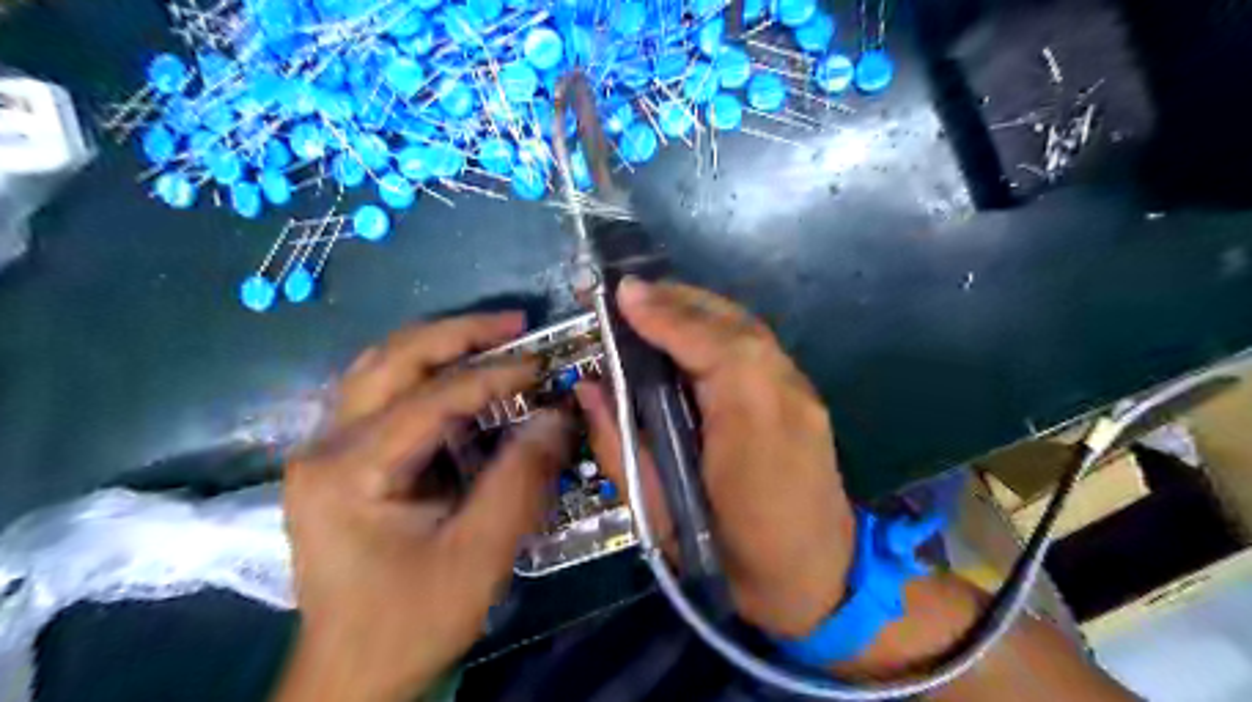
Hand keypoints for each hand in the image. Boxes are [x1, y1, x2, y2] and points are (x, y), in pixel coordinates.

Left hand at [278, 313, 571, 701]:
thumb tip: (557, 414)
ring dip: (439, 346)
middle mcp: (324, 445)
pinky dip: (426, 376)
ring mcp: (324, 450)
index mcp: (349, 469)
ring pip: (381, 368)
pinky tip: (462, 377)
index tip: (545, 363)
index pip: (433, 397)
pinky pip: (382, 396)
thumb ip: (520, 478)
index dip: (495, 374)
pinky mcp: (338, 461)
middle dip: (459, 333)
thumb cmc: (412, 620)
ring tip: (493, 337)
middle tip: (516, 324)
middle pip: (391, 359)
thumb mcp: (480, 554)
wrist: (351, 674)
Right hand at [580, 276, 855, 635]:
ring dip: (699, 311)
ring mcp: (802, 393)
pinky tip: (693, 336)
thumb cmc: (728, 555)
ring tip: (655, 307)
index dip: (663, 315)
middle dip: (679, 301)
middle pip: (733, 323)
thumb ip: (620, 443)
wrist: (813, 580)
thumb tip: (589, 387)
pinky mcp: (805, 398)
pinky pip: (757, 347)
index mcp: (749, 424)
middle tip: (632, 295)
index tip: (621, 293)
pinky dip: (720, 330)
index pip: (708, 345)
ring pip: (747, 329)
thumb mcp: (658, 511)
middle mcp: (784, 393)